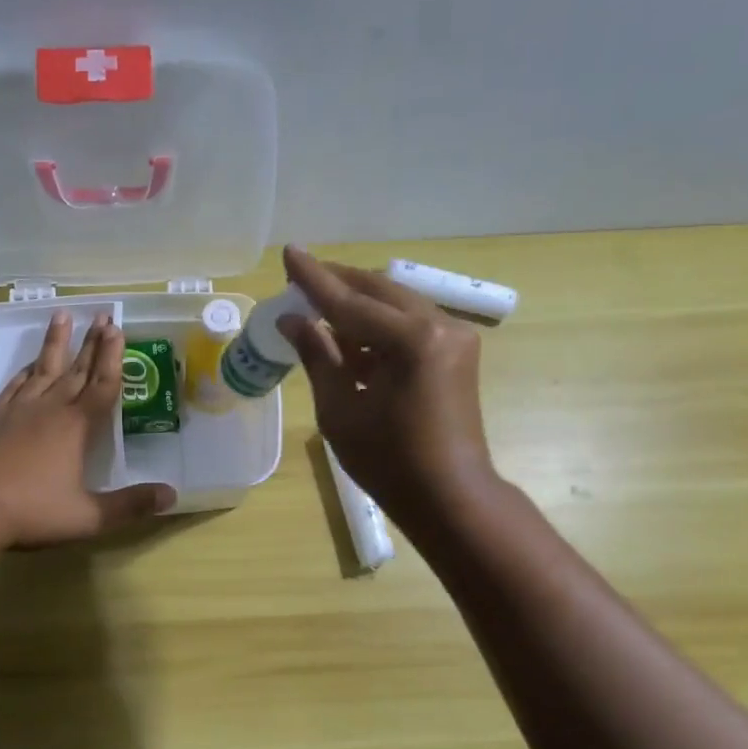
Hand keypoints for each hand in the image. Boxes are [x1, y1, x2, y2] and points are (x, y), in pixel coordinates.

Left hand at [0, 311, 175, 548]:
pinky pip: (14, 386)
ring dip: (55, 344)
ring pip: (42, 369)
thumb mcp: (88, 517)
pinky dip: (25, 371)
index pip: (102, 385)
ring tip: (63, 316)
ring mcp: (16, 411)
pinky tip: (28, 365)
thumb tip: (171, 495)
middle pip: (76, 370)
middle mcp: (49, 409)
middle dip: (91, 343)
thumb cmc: (30, 511)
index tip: (118, 329)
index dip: (113, 358)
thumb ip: (130, 505)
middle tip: (102, 314)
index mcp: (76, 427)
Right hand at [277, 245, 496, 521]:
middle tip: (300, 278)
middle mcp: (439, 325)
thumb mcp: (340, 410)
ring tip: (320, 307)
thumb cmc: (389, 462)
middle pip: (378, 291)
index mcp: (410, 341)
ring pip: (396, 303)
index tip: (289, 252)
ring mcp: (454, 336)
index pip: (349, 302)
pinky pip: (411, 323)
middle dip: (338, 284)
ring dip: (358, 304)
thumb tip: (292, 320)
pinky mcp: (458, 351)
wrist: (451, 496)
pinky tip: (352, 335)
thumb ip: (318, 357)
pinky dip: (379, 325)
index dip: (314, 280)